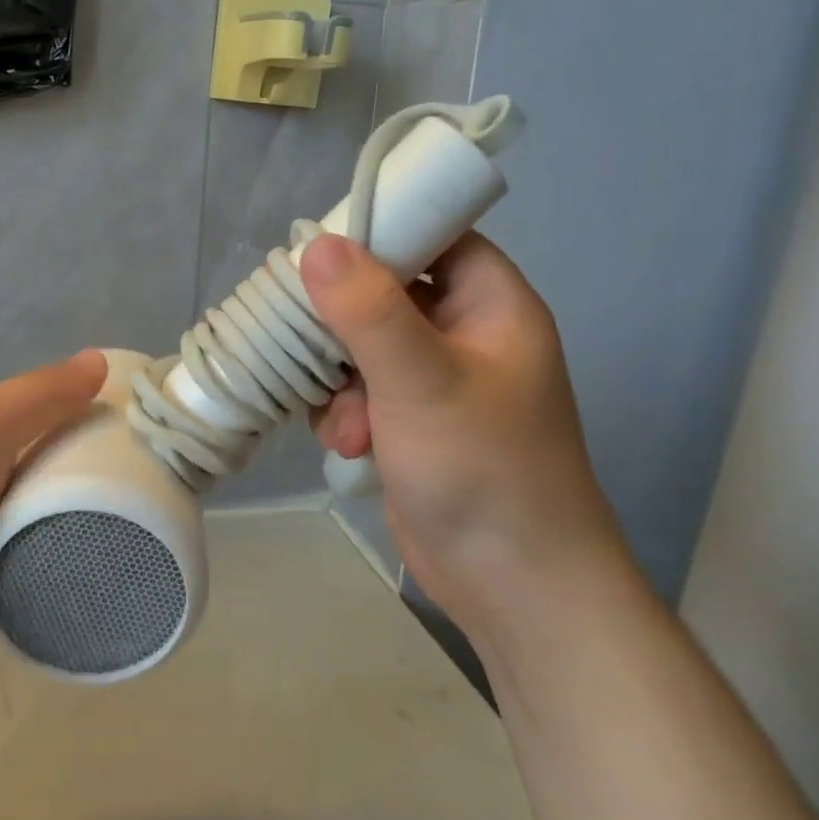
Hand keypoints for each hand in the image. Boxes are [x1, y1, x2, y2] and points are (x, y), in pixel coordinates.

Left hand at [0, 350, 107, 694]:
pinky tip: (90, 602)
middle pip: (38, 484)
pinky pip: (15, 599)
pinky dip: (44, 601)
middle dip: (85, 489)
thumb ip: (40, 395)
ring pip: (29, 544)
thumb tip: (99, 359)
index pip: (36, 422)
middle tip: (150, 501)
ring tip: (132, 551)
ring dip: (67, 548)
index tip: (140, 437)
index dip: (84, 422)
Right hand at [300, 233, 618, 626]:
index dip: (379, 232)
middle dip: (343, 324)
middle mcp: (465, 334)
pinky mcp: (411, 423)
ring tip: (343, 423)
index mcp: (491, 304)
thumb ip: (368, 310)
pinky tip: (345, 445)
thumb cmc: (483, 470)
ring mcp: (437, 381)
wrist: (514, 587)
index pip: (433, 235)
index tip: (317, 249)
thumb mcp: (422, 381)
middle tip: (304, 337)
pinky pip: (360, 390)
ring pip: (363, 346)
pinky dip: (344, 411)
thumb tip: (317, 244)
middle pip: (386, 291)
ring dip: (338, 378)